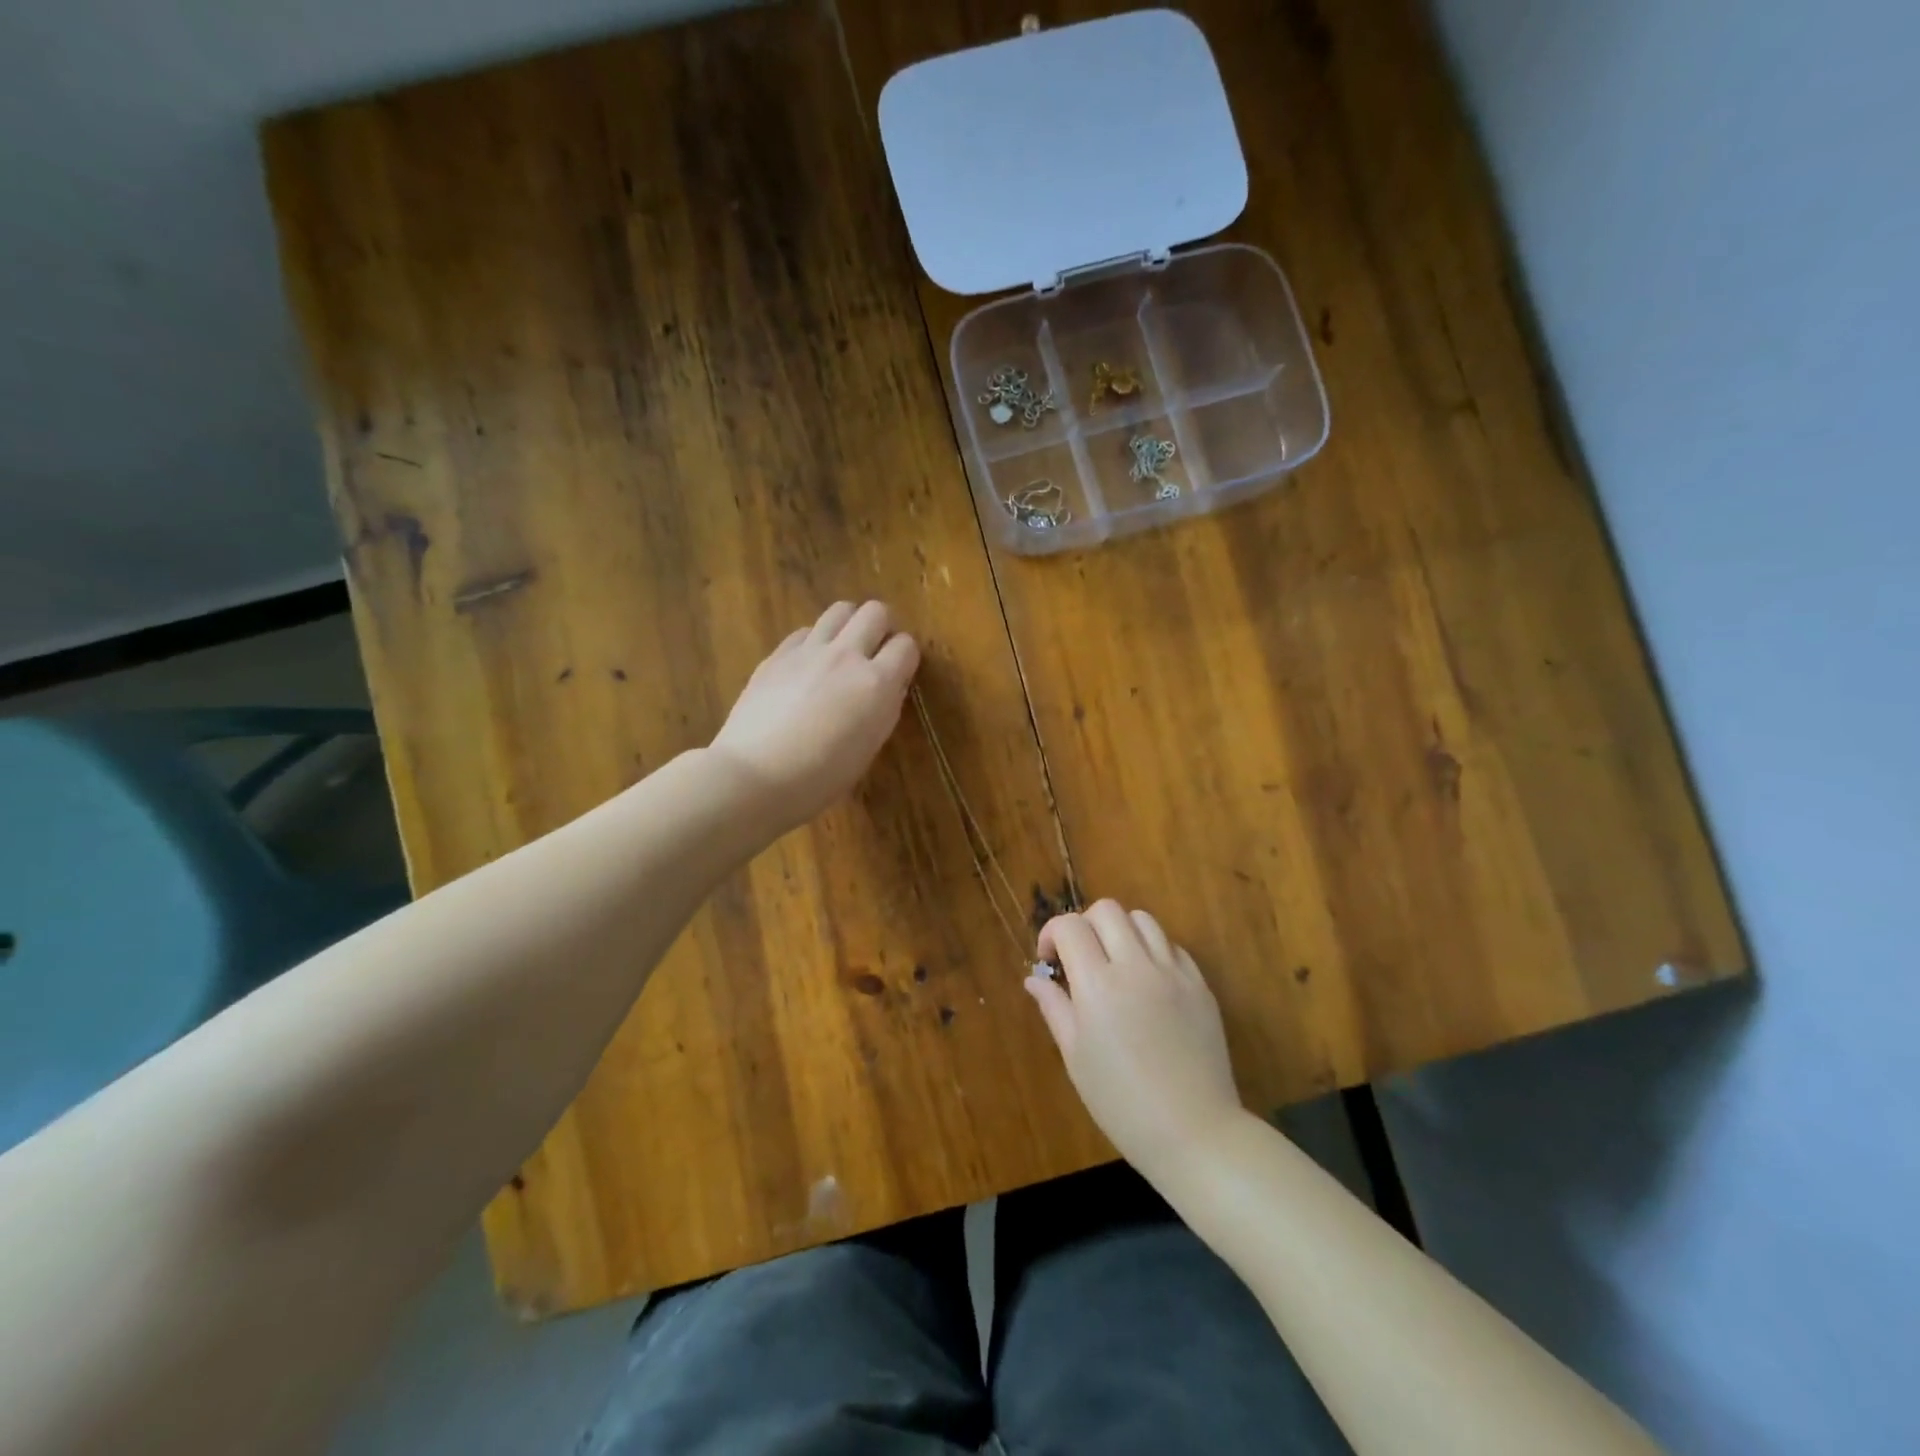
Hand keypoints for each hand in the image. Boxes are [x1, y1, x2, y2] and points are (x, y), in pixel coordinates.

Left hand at [710, 600, 919, 833]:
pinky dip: (814, 641)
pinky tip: (808, 665)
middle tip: (875, 652)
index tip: (899, 672)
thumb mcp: (868, 748)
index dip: (905, 657)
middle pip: (875, 612)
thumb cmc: (820, 778)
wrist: (756, 776)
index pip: (906, 646)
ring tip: (843, 650)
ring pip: (840, 610)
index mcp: (876, 684)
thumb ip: (884, 709)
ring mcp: (808, 651)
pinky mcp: (777, 655)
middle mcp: (846, 656)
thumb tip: (890, 686)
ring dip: (849, 625)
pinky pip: (805, 631)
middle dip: (882, 627)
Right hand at [1027, 900, 1245, 1179]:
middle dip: (1085, 925)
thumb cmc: (1121, 1102)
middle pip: (1107, 910)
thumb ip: (1054, 1007)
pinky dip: (1153, 952)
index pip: (1070, 926)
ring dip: (1121, 932)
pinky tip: (1148, 983)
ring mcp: (1174, 973)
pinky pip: (1173, 947)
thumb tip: (1035, 979)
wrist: (1194, 1132)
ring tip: (1115, 964)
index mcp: (1098, 985)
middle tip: (1081, 959)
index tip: (1050, 961)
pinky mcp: (1200, 985)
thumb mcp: (1076, 1057)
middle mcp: (1137, 966)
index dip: (1052, 933)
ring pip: (1143, 920)